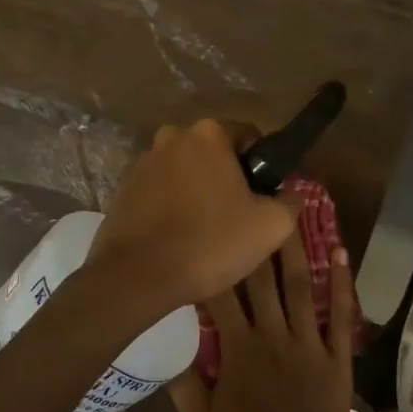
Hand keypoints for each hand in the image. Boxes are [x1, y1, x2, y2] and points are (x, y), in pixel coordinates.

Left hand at [89, 119, 296, 317]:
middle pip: (213, 153)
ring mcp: (143, 161)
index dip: (261, 165)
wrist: (136, 277)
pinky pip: (159, 190)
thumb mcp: (270, 226)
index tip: (262, 197)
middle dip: (226, 177)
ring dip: (196, 191)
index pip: (248, 136)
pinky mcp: (122, 188)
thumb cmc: (210, 243)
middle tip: (236, 217)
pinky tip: (176, 236)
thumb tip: (289, 193)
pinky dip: (171, 205)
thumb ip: (290, 201)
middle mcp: (172, 136)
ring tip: (204, 232)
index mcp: (209, 134)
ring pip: (184, 171)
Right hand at [170, 231, 357, 411]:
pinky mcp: (336, 360)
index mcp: (238, 351)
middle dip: (254, 241)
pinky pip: (340, 315)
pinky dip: (341, 283)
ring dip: (295, 249)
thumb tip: (171, 343)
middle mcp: (273, 337)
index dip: (213, 263)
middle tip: (253, 203)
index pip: (220, 297)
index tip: (208, 233)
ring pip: (299, 287)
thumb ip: (185, 383)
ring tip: (292, 214)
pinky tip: (340, 253)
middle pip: (261, 281)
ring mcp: (309, 346)